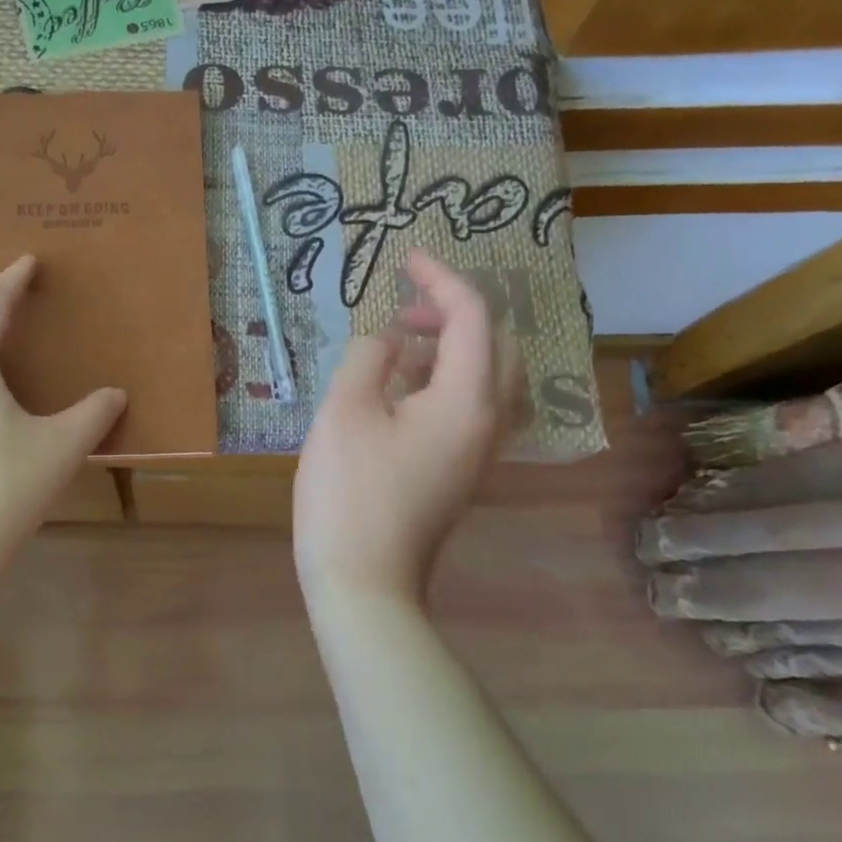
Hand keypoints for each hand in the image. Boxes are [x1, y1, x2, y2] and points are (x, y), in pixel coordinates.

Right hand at [293, 249, 508, 607]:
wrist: (364, 582)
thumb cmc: (350, 493)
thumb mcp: (346, 411)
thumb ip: (368, 357)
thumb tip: (384, 341)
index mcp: (467, 400)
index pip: (473, 317)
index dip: (441, 278)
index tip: (405, 258)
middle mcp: (487, 421)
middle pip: (496, 345)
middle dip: (455, 312)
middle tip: (404, 307)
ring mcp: (477, 451)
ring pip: (486, 377)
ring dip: (450, 345)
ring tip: (397, 341)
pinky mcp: (459, 470)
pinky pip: (468, 405)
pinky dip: (442, 378)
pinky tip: (397, 386)